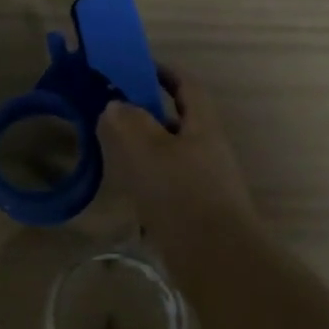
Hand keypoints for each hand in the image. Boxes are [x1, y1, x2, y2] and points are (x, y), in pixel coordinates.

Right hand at [99, 69, 256, 251]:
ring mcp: (205, 182)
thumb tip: (115, 105)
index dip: (164, 72)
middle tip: (113, 111)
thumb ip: (127, 121)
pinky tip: (127, 190)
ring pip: (171, 153)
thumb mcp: (147, 150)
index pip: (187, 86)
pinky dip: (147, 179)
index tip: (137, 68)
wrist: (216, 260)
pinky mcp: (197, 211)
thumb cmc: (182, 194)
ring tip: (113, 149)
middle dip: (147, 112)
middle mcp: (208, 149)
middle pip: (178, 120)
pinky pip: (168, 183)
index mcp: (202, 126)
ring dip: (145, 148)